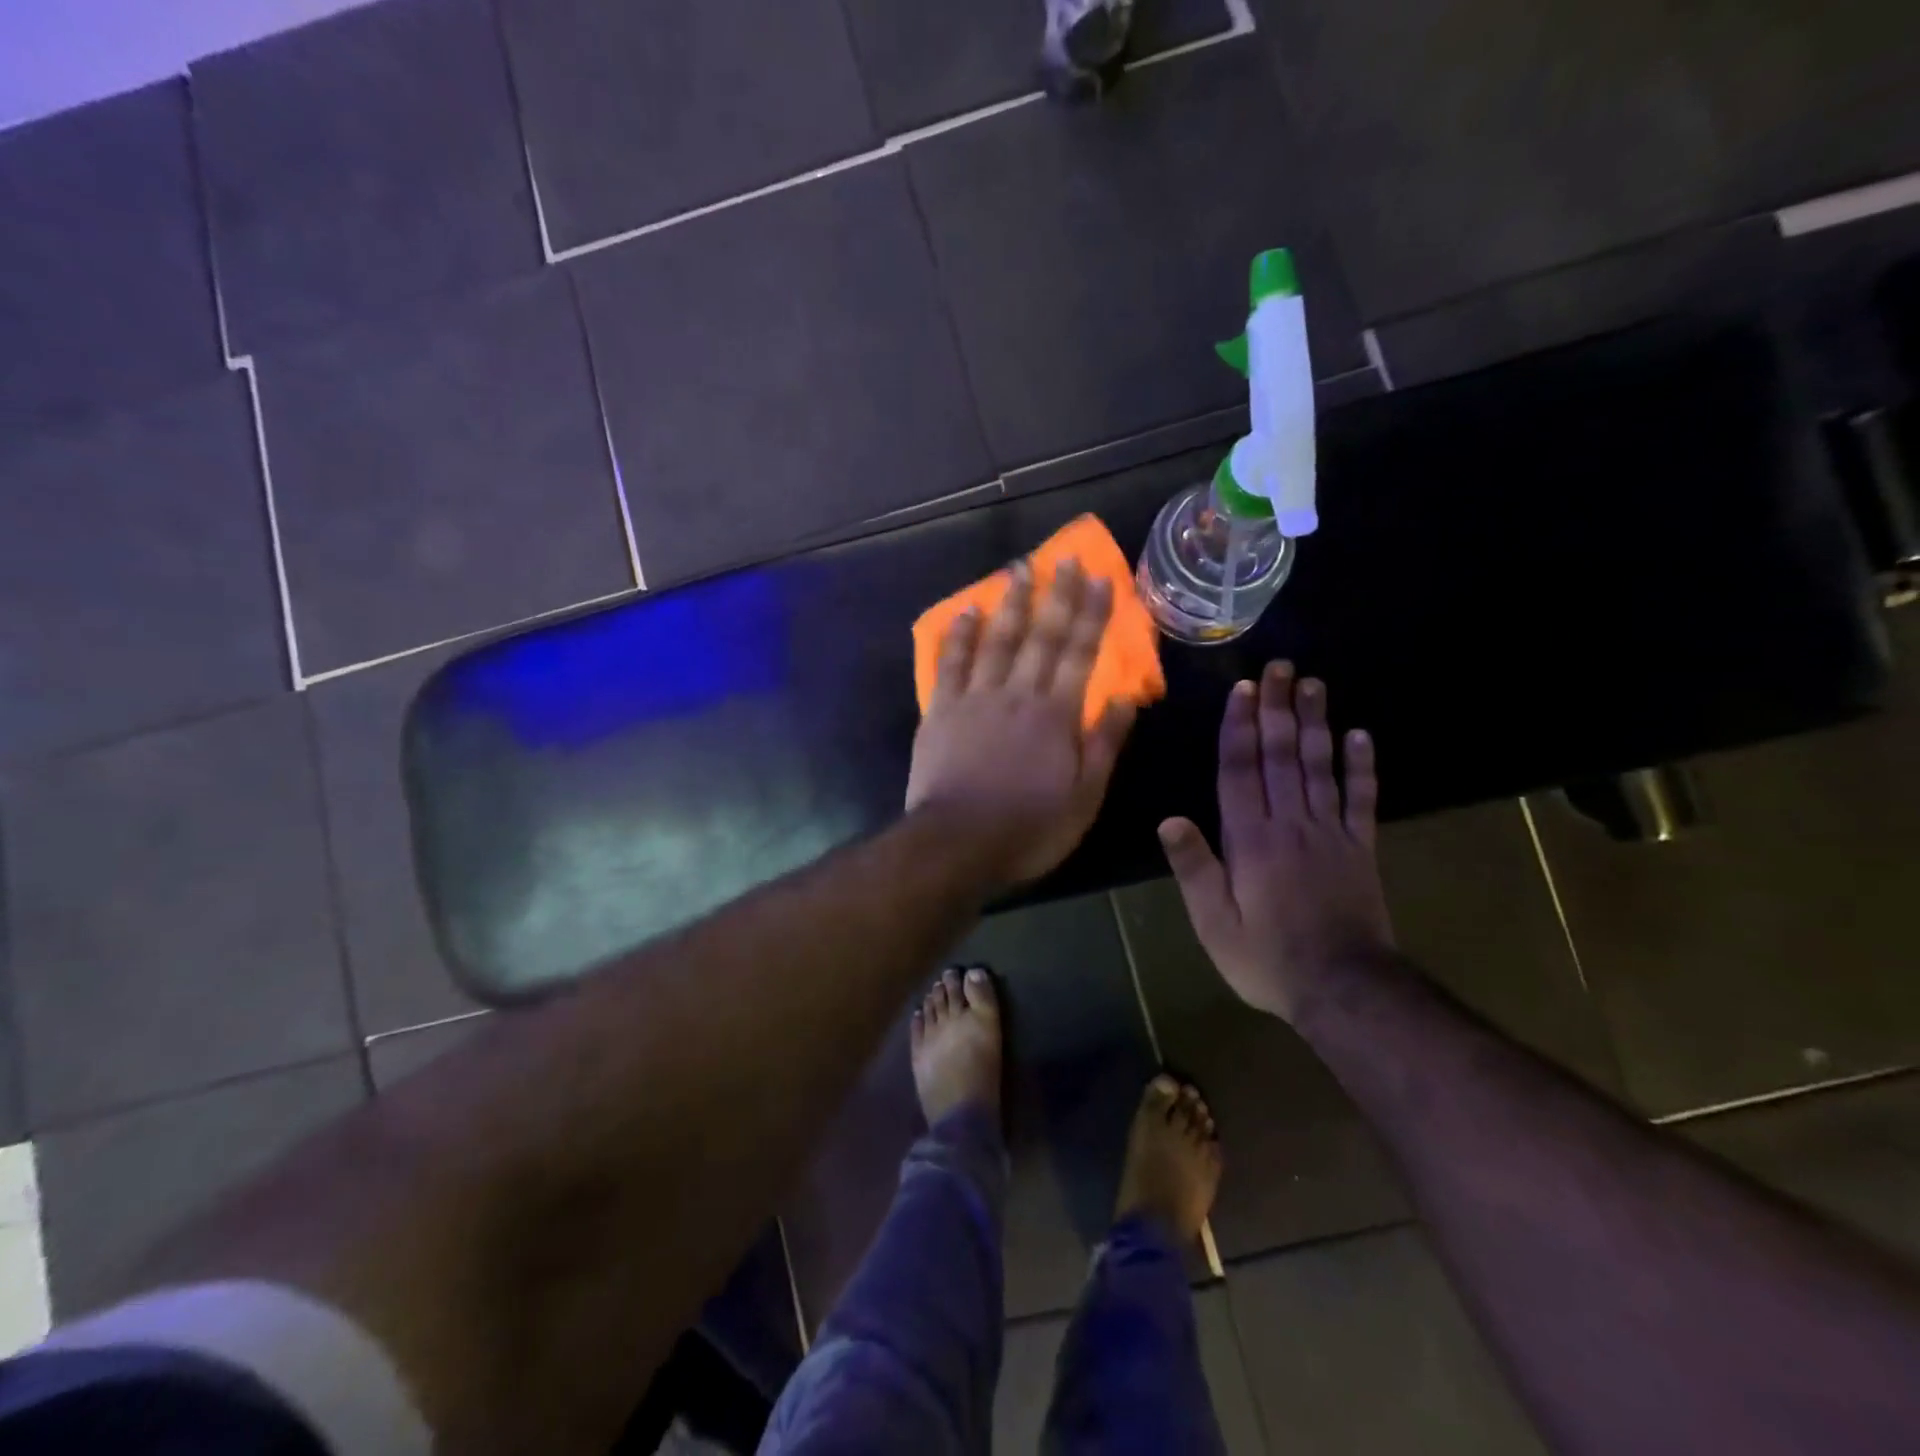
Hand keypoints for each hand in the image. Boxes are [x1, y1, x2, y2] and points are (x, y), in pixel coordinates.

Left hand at [907, 558, 1136, 885]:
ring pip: (996, 640)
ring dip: (1010, 603)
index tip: (1101, 579)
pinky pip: (950, 663)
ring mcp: (975, 699)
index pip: (1080, 654)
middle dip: (1056, 595)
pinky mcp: (940, 711)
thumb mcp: (1084, 798)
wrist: (957, 844)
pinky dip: (959, 635)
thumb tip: (1128, 698)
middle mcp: (1018, 695)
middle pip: (1041, 636)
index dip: (1092, 615)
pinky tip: (967, 611)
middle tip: (1064, 558)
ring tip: (1018, 568)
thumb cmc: (1029, 828)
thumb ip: (1104, 744)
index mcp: (1056, 715)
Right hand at [1158, 661, 1393, 1021]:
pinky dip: (1362, 766)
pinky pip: (1362, 800)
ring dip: (1316, 723)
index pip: (1241, 771)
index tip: (1242, 690)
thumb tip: (1169, 820)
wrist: (1345, 990)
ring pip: (1320, 767)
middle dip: (1277, 709)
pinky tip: (1361, 736)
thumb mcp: (1214, 923)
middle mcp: (1291, 824)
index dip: (1240, 728)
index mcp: (1251, 840)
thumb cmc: (1267, 958)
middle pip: (1282, 756)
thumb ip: (1194, 869)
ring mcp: (1331, 833)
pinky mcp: (1360, 849)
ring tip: (1312, 685)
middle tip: (1279, 668)